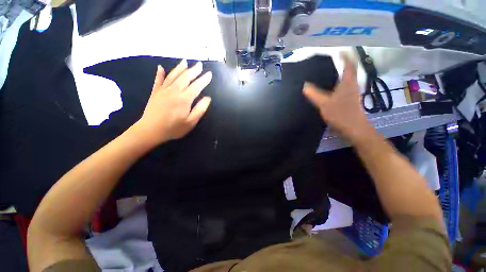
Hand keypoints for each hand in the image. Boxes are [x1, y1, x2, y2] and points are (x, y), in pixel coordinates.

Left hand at [132, 60, 211, 145]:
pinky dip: (160, 73)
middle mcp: (174, 91)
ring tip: (185, 62)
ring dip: (180, 68)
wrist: (150, 131)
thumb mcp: (191, 122)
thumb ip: (200, 109)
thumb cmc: (173, 128)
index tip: (209, 74)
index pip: (196, 86)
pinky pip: (158, 80)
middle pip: (185, 77)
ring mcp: (163, 90)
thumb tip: (207, 98)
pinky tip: (161, 67)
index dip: (203, 80)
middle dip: (193, 70)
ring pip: (173, 76)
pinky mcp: (155, 93)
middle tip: (199, 64)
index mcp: (184, 99)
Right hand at [303, 54, 373, 143]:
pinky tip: (328, 87)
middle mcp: (352, 85)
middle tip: (328, 59)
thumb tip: (304, 85)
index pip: (348, 64)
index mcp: (348, 82)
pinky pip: (342, 87)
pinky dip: (336, 83)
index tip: (337, 49)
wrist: (354, 130)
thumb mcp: (324, 103)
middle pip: (348, 70)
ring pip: (345, 79)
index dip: (344, 55)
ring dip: (339, 73)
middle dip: (341, 63)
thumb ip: (314, 94)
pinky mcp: (348, 100)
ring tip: (327, 70)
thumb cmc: (341, 114)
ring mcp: (351, 93)